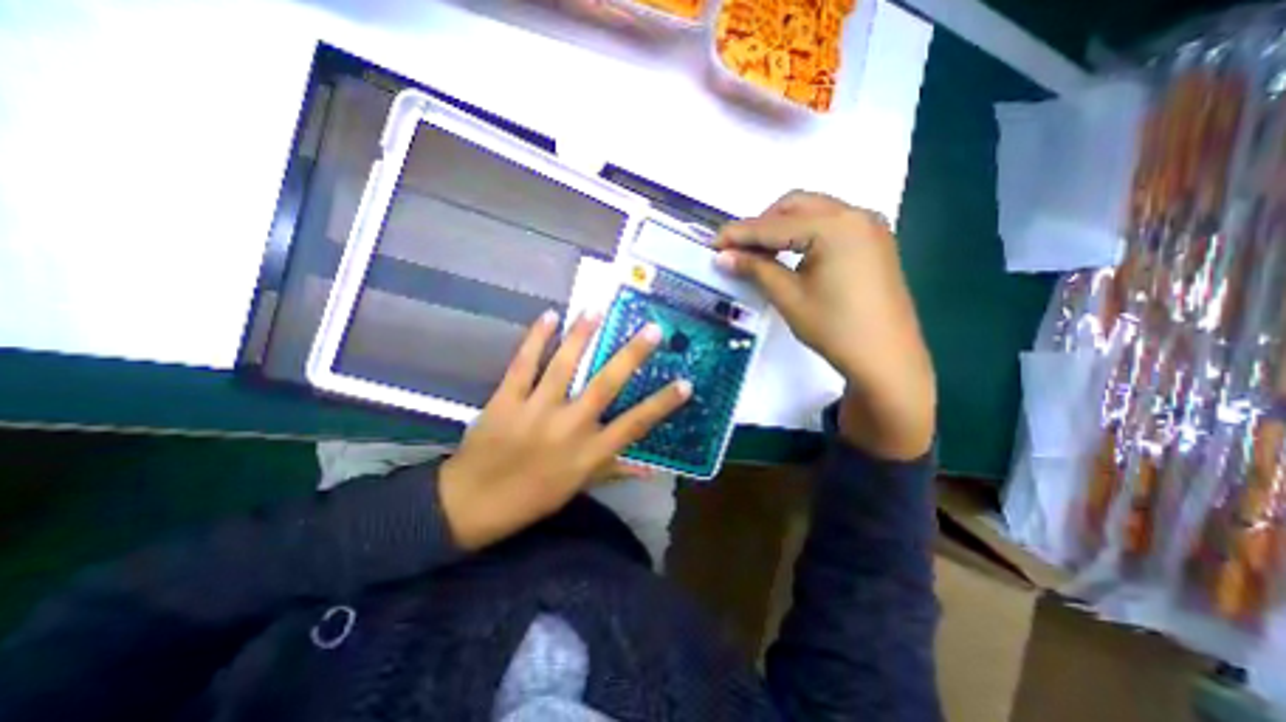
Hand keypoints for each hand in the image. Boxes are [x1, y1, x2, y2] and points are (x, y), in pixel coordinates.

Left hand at [436, 308, 688, 548]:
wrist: (472, 503)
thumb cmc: (533, 497)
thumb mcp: (579, 486)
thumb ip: (615, 470)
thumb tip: (651, 469)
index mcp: (589, 452)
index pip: (635, 424)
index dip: (662, 404)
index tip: (685, 383)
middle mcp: (569, 426)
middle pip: (605, 385)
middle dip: (631, 356)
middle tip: (652, 329)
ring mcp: (536, 410)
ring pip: (564, 365)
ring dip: (582, 335)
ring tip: (597, 310)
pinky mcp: (506, 399)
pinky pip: (524, 363)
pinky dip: (536, 338)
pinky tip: (550, 315)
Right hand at [713, 191, 935, 459]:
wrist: (886, 359)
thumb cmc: (835, 328)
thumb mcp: (789, 297)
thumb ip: (756, 269)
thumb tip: (723, 256)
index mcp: (834, 226)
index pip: (773, 225)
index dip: (739, 234)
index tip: (713, 243)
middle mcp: (855, 214)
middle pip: (795, 205)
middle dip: (762, 224)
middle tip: (739, 250)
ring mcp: (869, 226)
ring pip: (814, 211)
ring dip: (783, 226)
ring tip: (761, 254)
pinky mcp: (874, 241)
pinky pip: (831, 224)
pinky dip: (805, 232)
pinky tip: (792, 254)